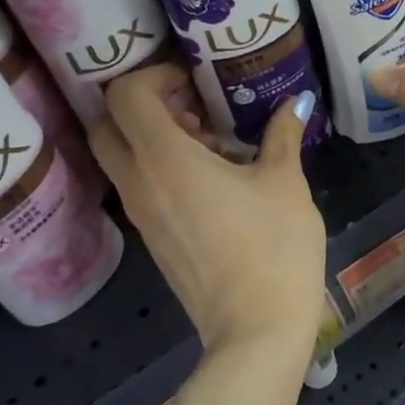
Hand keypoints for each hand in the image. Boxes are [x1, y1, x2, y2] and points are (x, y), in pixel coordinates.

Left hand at [89, 63, 326, 362]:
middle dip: (142, 105)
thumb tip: (298, 102)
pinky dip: (160, 168)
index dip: (153, 75)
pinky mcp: (152, 239)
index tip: (193, 80)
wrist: (257, 328)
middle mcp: (140, 183)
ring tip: (212, 143)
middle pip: (107, 125)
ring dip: (153, 138)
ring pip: (120, 158)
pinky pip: (139, 186)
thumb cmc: (274, 246)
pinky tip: (214, 179)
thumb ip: (283, 134)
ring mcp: (141, 216)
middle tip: (192, 106)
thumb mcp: (285, 182)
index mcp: (166, 160)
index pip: (125, 96)